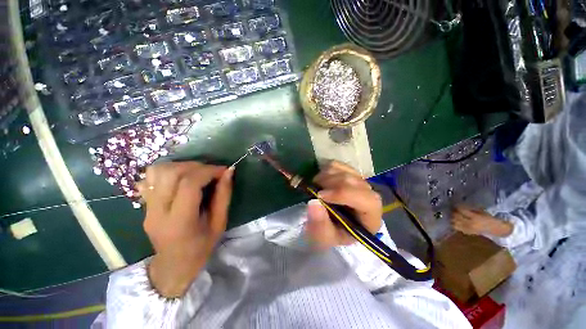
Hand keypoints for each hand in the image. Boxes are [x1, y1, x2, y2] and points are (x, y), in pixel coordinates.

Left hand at [137, 162, 232, 297]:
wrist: (173, 266)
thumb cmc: (201, 247)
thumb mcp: (219, 223)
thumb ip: (224, 195)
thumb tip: (229, 172)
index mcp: (180, 221)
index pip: (189, 184)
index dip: (208, 171)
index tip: (223, 171)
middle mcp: (158, 212)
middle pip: (171, 173)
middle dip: (196, 166)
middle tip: (211, 171)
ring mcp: (147, 207)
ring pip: (157, 171)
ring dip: (181, 166)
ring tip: (197, 172)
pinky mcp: (144, 205)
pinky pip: (151, 177)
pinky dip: (168, 171)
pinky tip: (181, 177)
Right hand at [305, 161, 382, 249]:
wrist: (333, 224)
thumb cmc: (332, 233)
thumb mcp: (325, 237)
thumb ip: (320, 224)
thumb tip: (313, 202)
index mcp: (371, 216)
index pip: (366, 200)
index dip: (343, 194)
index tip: (319, 196)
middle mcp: (369, 195)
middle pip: (352, 181)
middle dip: (328, 184)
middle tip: (312, 190)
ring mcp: (359, 181)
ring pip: (343, 170)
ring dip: (324, 176)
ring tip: (316, 186)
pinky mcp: (349, 172)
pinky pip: (337, 164)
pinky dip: (325, 169)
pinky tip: (321, 180)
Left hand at [451, 206, 512, 236]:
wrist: (496, 229)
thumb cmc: (489, 218)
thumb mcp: (481, 211)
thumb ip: (470, 209)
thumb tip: (460, 205)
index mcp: (475, 217)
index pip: (462, 211)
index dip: (457, 207)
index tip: (455, 204)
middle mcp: (470, 223)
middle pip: (457, 217)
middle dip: (453, 212)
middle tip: (452, 209)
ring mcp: (469, 229)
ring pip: (455, 223)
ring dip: (453, 219)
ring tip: (453, 215)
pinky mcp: (468, 233)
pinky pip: (458, 228)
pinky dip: (455, 224)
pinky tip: (455, 222)